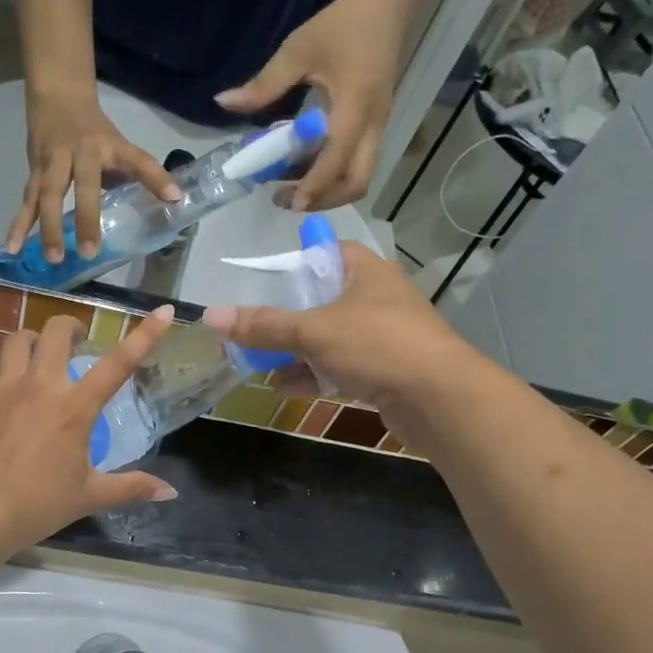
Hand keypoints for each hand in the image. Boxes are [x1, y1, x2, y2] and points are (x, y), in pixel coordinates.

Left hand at [0, 307, 178, 553]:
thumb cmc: (37, 505)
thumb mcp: (89, 496)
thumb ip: (131, 487)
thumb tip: (170, 492)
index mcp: (76, 407)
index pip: (119, 363)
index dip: (145, 335)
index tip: (164, 312)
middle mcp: (41, 385)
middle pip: (56, 330)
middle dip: (71, 327)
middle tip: (77, 342)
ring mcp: (5, 388)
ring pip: (17, 339)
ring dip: (32, 340)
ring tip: (38, 356)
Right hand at [5, 87, 179, 262]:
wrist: (57, 96)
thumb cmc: (95, 131)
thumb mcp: (120, 147)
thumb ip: (139, 175)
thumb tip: (171, 202)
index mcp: (109, 147)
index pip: (137, 161)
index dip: (155, 177)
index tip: (174, 197)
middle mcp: (80, 153)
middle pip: (83, 186)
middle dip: (86, 218)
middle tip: (89, 252)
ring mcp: (53, 161)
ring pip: (47, 195)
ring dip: (48, 227)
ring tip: (53, 258)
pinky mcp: (34, 170)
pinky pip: (26, 201)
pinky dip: (18, 225)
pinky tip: (11, 248)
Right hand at [202, 244, 475, 451]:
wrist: (439, 399)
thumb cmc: (378, 346)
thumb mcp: (314, 331)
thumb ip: (265, 326)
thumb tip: (212, 316)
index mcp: (366, 272)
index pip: (326, 252)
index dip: (295, 263)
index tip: (264, 281)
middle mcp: (376, 299)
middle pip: (322, 300)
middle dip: (286, 317)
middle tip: (251, 328)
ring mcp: (382, 338)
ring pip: (329, 338)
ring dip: (295, 351)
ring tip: (256, 361)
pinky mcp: (384, 373)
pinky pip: (340, 368)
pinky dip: (313, 375)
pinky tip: (282, 385)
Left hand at [214, 0, 407, 211]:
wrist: (388, 3)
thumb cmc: (342, 25)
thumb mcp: (297, 50)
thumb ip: (263, 84)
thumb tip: (222, 103)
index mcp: (354, 108)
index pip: (336, 160)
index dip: (314, 186)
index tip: (289, 202)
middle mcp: (372, 125)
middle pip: (357, 182)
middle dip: (325, 199)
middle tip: (290, 201)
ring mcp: (378, 128)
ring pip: (361, 177)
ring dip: (330, 192)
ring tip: (294, 189)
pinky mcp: (376, 127)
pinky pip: (358, 164)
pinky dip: (334, 176)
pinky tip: (306, 167)